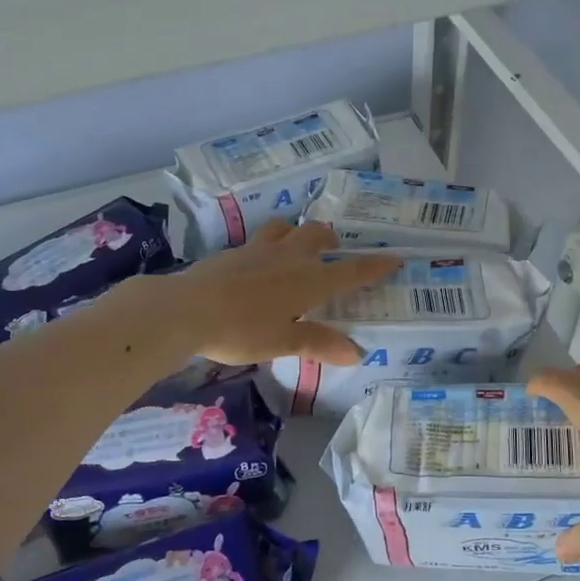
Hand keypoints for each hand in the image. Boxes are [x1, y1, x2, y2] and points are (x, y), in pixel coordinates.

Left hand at [161, 221, 399, 365]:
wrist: (185, 310)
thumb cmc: (240, 330)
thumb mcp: (283, 342)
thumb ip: (319, 344)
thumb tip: (356, 352)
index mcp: (307, 281)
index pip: (350, 271)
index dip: (374, 266)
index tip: (393, 257)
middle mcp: (287, 258)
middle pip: (317, 235)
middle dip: (330, 240)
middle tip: (334, 251)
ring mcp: (257, 250)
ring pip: (285, 228)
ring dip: (296, 233)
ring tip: (296, 249)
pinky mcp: (231, 253)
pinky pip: (258, 241)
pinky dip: (268, 247)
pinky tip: (257, 265)